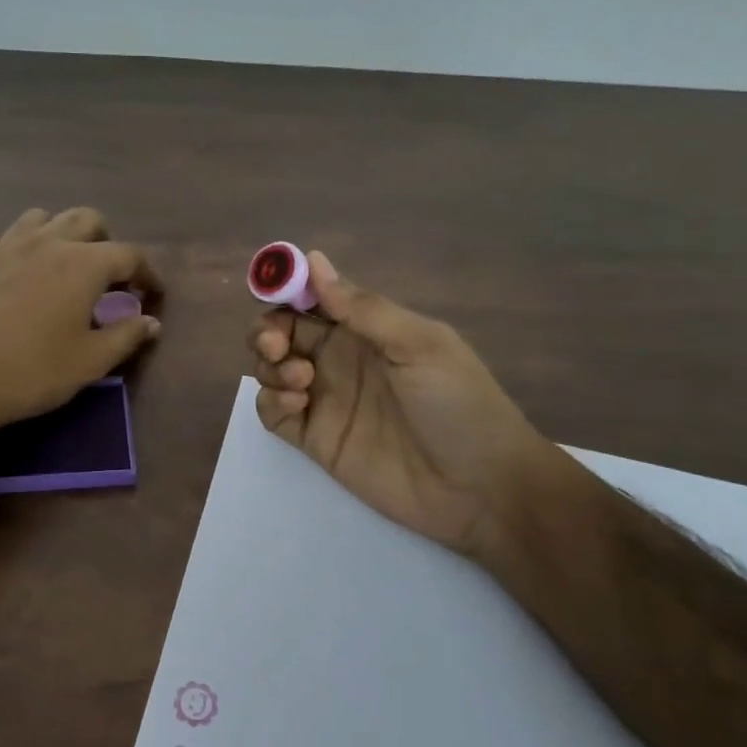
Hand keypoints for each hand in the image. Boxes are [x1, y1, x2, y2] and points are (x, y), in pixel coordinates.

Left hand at [0, 208, 161, 446]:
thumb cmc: (33, 373)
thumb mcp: (91, 362)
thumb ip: (127, 336)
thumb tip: (152, 322)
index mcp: (83, 264)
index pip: (129, 255)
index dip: (147, 274)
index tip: (151, 294)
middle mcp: (45, 243)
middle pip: (86, 219)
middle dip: (105, 241)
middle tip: (107, 275)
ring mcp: (1, 246)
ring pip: (37, 217)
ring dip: (55, 233)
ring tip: (57, 264)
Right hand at [250, 251, 551, 556]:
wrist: (479, 486)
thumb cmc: (458, 403)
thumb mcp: (420, 345)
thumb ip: (363, 309)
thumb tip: (314, 260)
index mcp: (366, 329)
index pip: (313, 298)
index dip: (287, 288)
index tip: (272, 289)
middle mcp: (339, 359)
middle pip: (282, 332)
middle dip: (267, 330)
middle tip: (275, 345)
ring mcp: (325, 400)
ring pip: (272, 370)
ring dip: (271, 366)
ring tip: (302, 381)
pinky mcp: (315, 439)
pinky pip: (273, 413)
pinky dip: (271, 402)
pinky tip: (297, 405)